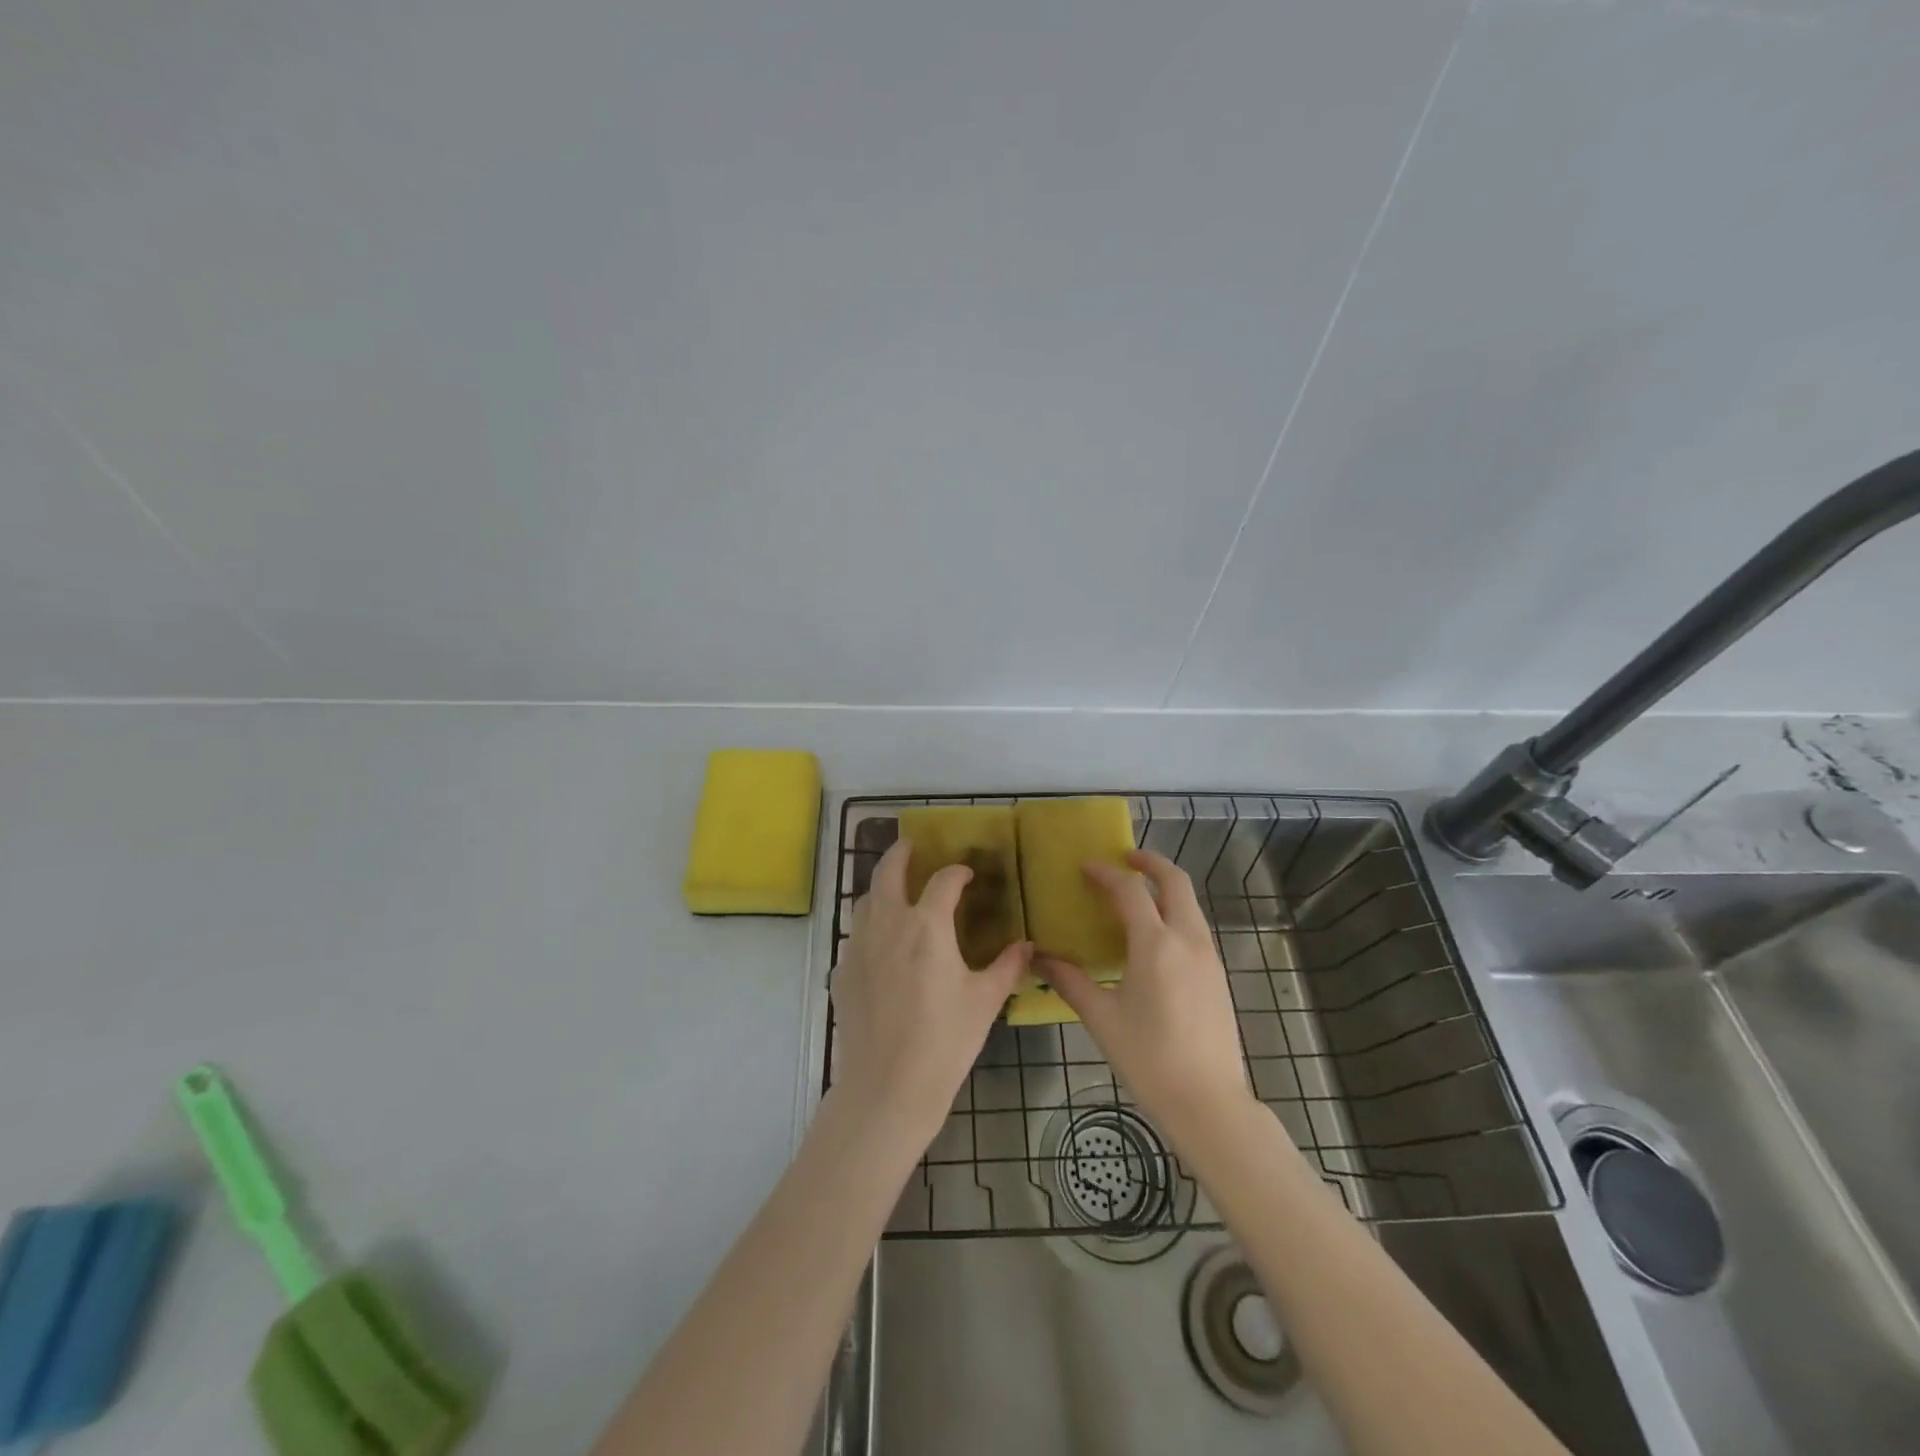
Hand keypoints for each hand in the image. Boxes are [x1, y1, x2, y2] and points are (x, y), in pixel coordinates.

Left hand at [831, 838, 1030, 1142]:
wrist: (887, 1087)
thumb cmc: (944, 1041)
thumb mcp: (985, 1002)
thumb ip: (1007, 966)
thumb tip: (1027, 945)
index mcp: (926, 926)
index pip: (943, 880)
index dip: (957, 872)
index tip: (966, 874)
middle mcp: (887, 925)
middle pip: (887, 872)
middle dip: (899, 853)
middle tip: (910, 846)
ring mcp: (858, 947)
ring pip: (864, 901)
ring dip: (880, 888)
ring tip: (894, 892)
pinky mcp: (841, 972)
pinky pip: (854, 937)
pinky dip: (868, 928)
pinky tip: (880, 948)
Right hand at [1041, 851, 1255, 1139]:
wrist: (1209, 1102)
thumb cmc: (1149, 1059)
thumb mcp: (1102, 1018)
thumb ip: (1070, 982)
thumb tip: (1039, 959)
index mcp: (1156, 944)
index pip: (1130, 890)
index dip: (1106, 874)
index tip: (1085, 867)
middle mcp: (1187, 939)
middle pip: (1175, 881)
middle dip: (1150, 862)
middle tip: (1124, 858)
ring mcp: (1209, 956)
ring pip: (1189, 903)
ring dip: (1164, 887)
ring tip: (1135, 893)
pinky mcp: (1217, 974)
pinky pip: (1195, 926)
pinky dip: (1174, 912)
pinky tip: (1154, 935)